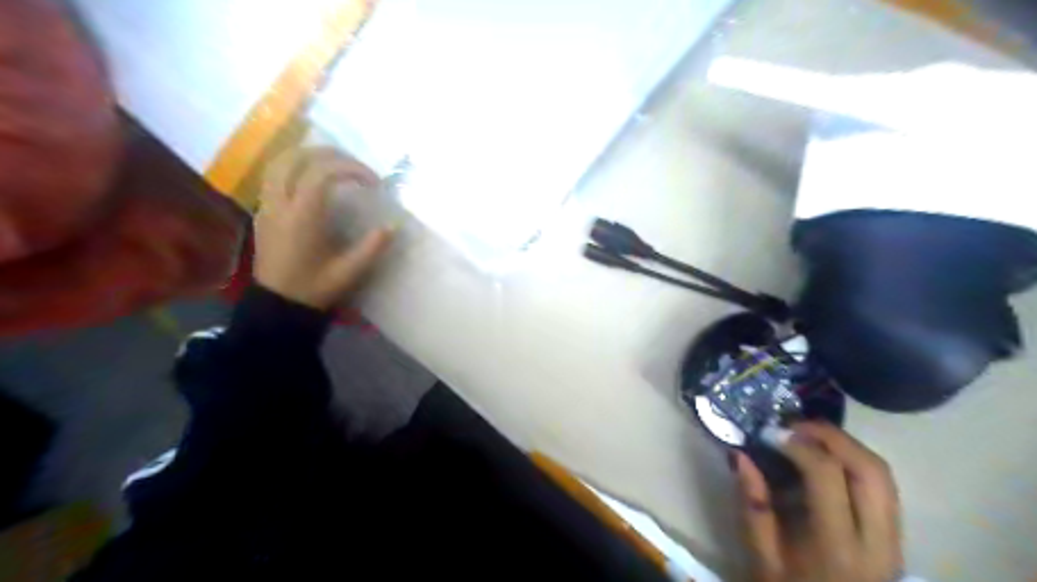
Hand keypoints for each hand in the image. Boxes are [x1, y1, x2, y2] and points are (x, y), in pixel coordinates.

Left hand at [255, 148, 392, 311]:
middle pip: (297, 158)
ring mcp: (267, 205)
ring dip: (309, 156)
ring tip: (336, 165)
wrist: (278, 304)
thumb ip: (372, 248)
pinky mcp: (263, 211)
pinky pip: (274, 175)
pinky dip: (296, 167)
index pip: (323, 173)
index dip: (352, 169)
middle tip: (356, 167)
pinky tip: (314, 179)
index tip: (374, 182)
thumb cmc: (314, 288)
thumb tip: (393, 226)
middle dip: (331, 155)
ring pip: (280, 162)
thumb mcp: (349, 272)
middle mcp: (280, 204)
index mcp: (303, 217)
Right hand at [732, 424, 905, 581]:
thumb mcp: (762, 558)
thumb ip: (753, 504)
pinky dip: (855, 462)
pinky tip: (827, 460)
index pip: (828, 476)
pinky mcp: (896, 537)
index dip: (798, 444)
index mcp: (837, 547)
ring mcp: (894, 540)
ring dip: (846, 445)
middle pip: (869, 469)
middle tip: (794, 425)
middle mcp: (877, 541)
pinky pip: (883, 487)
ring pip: (883, 475)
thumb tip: (740, 454)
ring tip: (808, 436)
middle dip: (831, 436)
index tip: (770, 433)